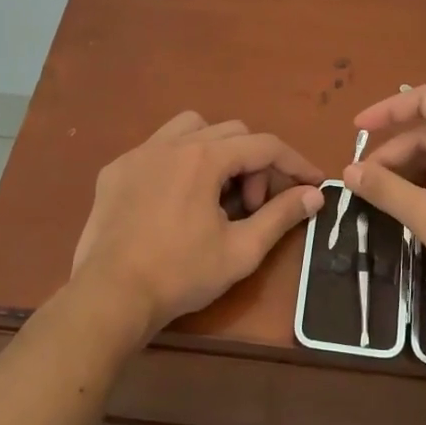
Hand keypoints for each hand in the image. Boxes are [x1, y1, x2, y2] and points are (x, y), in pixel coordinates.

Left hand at [70, 112, 325, 340]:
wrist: (110, 296)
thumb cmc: (181, 274)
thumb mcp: (241, 250)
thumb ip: (281, 216)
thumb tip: (315, 195)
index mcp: (204, 158)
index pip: (264, 146)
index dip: (295, 163)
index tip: (313, 183)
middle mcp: (171, 143)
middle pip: (232, 132)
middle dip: (254, 164)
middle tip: (253, 207)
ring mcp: (138, 154)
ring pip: (191, 128)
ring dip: (216, 150)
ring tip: (216, 191)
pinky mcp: (115, 170)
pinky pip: (157, 148)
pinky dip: (178, 162)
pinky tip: (175, 199)